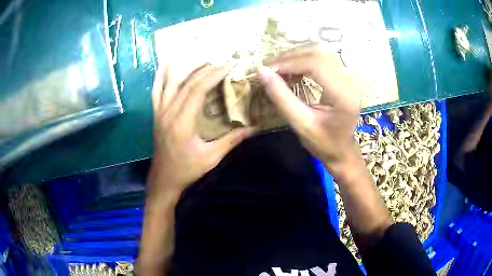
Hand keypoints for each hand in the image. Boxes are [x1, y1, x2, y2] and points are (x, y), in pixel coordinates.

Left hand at [149, 63, 255, 199]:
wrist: (164, 179)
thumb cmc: (187, 170)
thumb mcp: (212, 157)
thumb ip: (232, 140)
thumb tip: (255, 127)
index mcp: (182, 122)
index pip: (197, 89)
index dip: (214, 74)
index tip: (229, 66)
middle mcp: (168, 112)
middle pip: (186, 82)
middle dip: (205, 68)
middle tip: (222, 61)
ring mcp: (159, 111)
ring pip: (168, 80)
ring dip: (184, 65)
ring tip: (201, 57)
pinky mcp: (155, 113)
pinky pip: (156, 88)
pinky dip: (161, 73)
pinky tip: (167, 62)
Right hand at [258, 44, 361, 176]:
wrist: (342, 150)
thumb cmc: (323, 143)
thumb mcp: (300, 124)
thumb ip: (281, 97)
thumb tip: (261, 72)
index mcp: (343, 95)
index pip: (316, 64)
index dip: (289, 63)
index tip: (268, 70)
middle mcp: (349, 80)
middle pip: (318, 52)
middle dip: (291, 57)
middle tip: (271, 69)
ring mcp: (349, 76)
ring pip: (320, 51)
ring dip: (297, 56)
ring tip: (280, 69)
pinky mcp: (344, 76)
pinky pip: (323, 57)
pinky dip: (305, 59)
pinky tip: (294, 70)